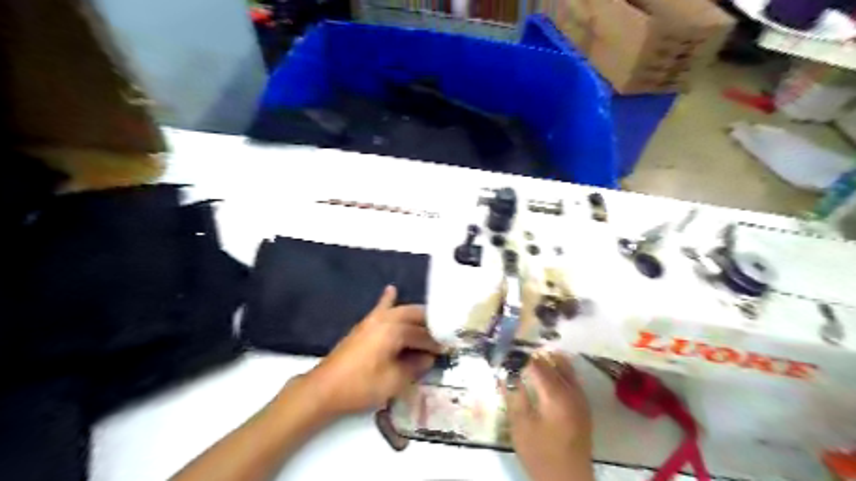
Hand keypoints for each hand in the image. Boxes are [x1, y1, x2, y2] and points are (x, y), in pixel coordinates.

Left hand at [307, 285, 441, 416]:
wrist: (324, 389)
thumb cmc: (361, 386)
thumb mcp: (394, 381)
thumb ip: (415, 366)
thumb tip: (429, 357)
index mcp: (394, 332)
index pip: (422, 334)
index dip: (436, 343)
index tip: (447, 349)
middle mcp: (385, 320)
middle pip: (413, 316)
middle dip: (429, 324)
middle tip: (441, 336)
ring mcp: (372, 320)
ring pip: (400, 311)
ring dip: (415, 315)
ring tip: (428, 322)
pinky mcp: (363, 326)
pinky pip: (379, 308)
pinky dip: (387, 300)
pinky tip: (391, 290)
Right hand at [502, 352, 592, 479]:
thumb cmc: (540, 453)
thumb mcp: (520, 426)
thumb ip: (513, 396)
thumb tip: (504, 374)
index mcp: (555, 394)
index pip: (537, 364)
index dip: (521, 356)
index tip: (507, 352)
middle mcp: (571, 391)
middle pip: (554, 362)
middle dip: (536, 355)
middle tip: (518, 353)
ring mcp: (580, 398)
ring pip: (566, 368)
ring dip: (550, 360)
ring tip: (531, 358)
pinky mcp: (583, 407)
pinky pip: (572, 379)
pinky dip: (559, 370)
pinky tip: (548, 375)